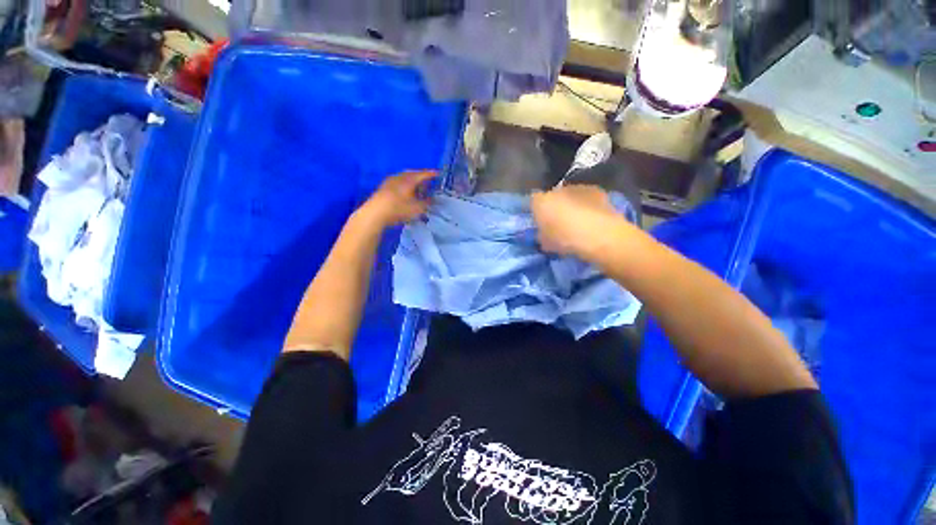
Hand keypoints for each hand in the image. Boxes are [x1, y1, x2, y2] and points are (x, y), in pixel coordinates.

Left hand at [358, 170, 436, 227]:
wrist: (375, 213)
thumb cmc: (399, 209)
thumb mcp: (417, 208)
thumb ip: (427, 203)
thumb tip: (433, 199)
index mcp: (409, 179)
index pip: (423, 174)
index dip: (432, 174)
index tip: (439, 174)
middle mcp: (400, 176)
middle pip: (413, 174)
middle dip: (421, 177)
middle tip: (428, 182)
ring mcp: (390, 181)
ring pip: (405, 178)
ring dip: (412, 181)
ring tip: (418, 188)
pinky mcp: (384, 187)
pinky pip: (398, 182)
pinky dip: (405, 185)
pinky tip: (406, 192)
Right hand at [531, 184, 623, 259]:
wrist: (600, 235)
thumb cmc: (567, 241)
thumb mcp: (547, 244)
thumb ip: (542, 234)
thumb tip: (543, 233)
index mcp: (540, 202)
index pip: (533, 202)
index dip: (537, 212)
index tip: (541, 224)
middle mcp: (556, 190)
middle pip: (551, 197)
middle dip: (554, 207)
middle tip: (559, 223)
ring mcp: (577, 188)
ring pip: (569, 196)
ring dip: (571, 205)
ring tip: (577, 221)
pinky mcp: (596, 190)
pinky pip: (585, 197)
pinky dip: (586, 204)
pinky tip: (591, 218)